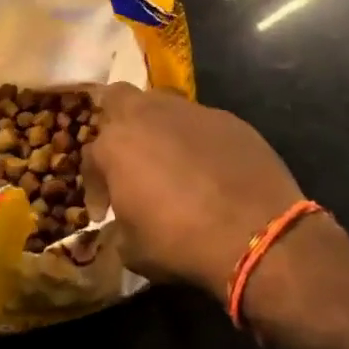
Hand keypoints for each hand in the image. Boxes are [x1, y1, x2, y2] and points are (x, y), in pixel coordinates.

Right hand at [85, 84, 313, 301]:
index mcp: (115, 144)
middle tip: (127, 154)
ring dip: (158, 127)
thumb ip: (120, 224)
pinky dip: (198, 140)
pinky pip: (201, 123)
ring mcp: (189, 111)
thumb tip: (125, 218)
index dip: (95, 184)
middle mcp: (147, 115)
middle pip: (118, 99)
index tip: (104, 210)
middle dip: (116, 121)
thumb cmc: (181, 243)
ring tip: (171, 159)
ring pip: (161, 104)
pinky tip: (210, 168)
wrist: (256, 234)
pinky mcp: (226, 118)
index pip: (91, 156)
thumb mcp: (133, 249)